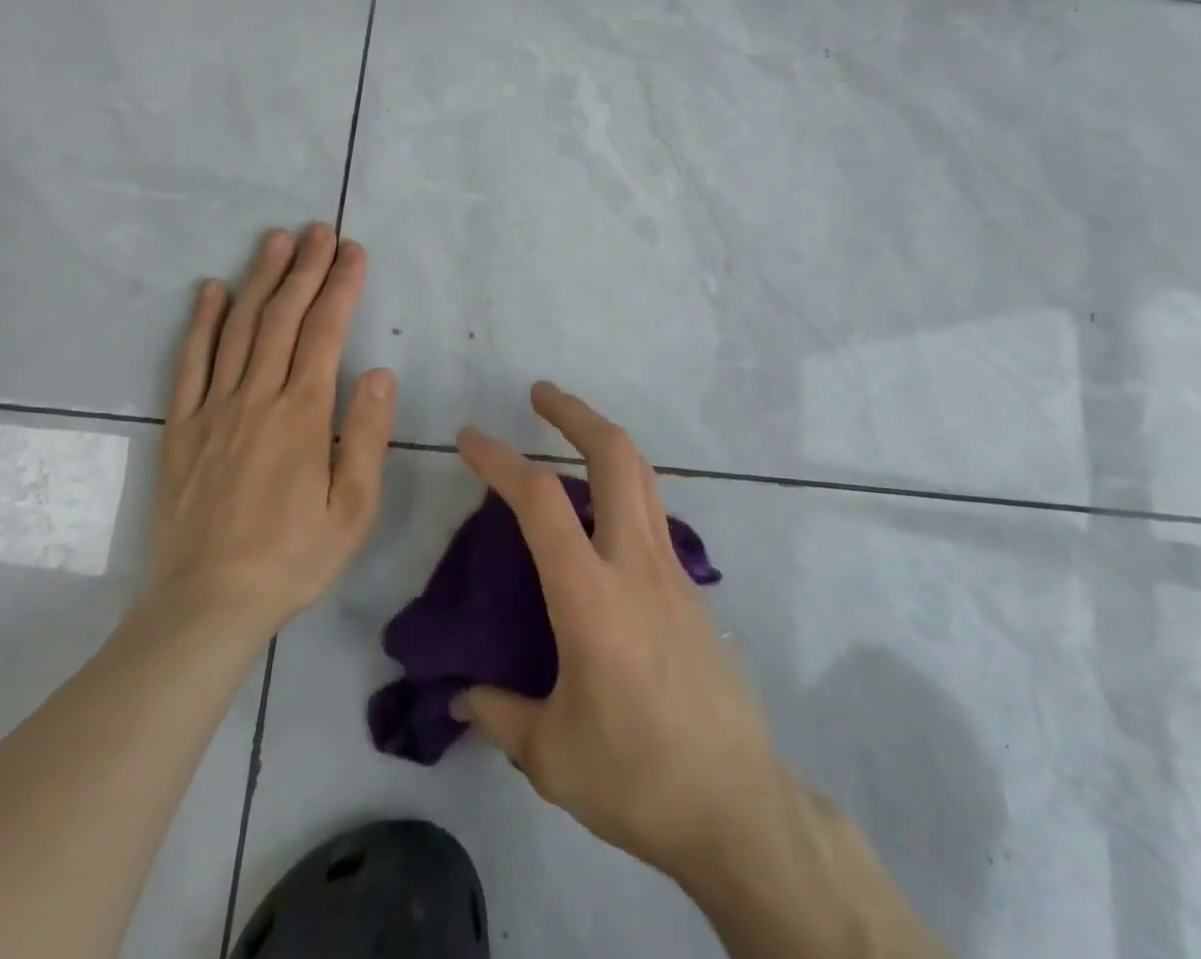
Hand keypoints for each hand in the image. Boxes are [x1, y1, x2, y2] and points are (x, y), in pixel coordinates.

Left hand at [149, 224, 396, 641]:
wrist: (208, 603)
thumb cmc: (293, 556)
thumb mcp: (353, 506)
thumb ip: (365, 434)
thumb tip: (378, 371)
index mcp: (302, 414)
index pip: (325, 333)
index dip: (341, 287)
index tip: (352, 251)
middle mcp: (256, 398)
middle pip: (282, 318)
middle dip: (304, 269)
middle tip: (318, 230)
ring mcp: (213, 409)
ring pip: (237, 329)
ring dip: (258, 280)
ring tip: (275, 241)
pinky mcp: (180, 428)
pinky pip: (189, 363)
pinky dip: (200, 322)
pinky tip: (209, 290)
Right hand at [453, 383, 785, 882]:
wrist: (739, 806)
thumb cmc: (637, 778)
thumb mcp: (550, 756)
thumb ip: (498, 713)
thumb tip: (461, 694)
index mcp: (591, 597)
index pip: (540, 501)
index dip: (500, 460)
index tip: (470, 437)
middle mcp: (635, 564)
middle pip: (616, 456)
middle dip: (575, 413)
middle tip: (540, 395)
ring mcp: (671, 570)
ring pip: (642, 475)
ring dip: (603, 440)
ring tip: (569, 432)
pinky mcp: (691, 586)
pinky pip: (653, 511)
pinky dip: (622, 485)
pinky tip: (600, 514)